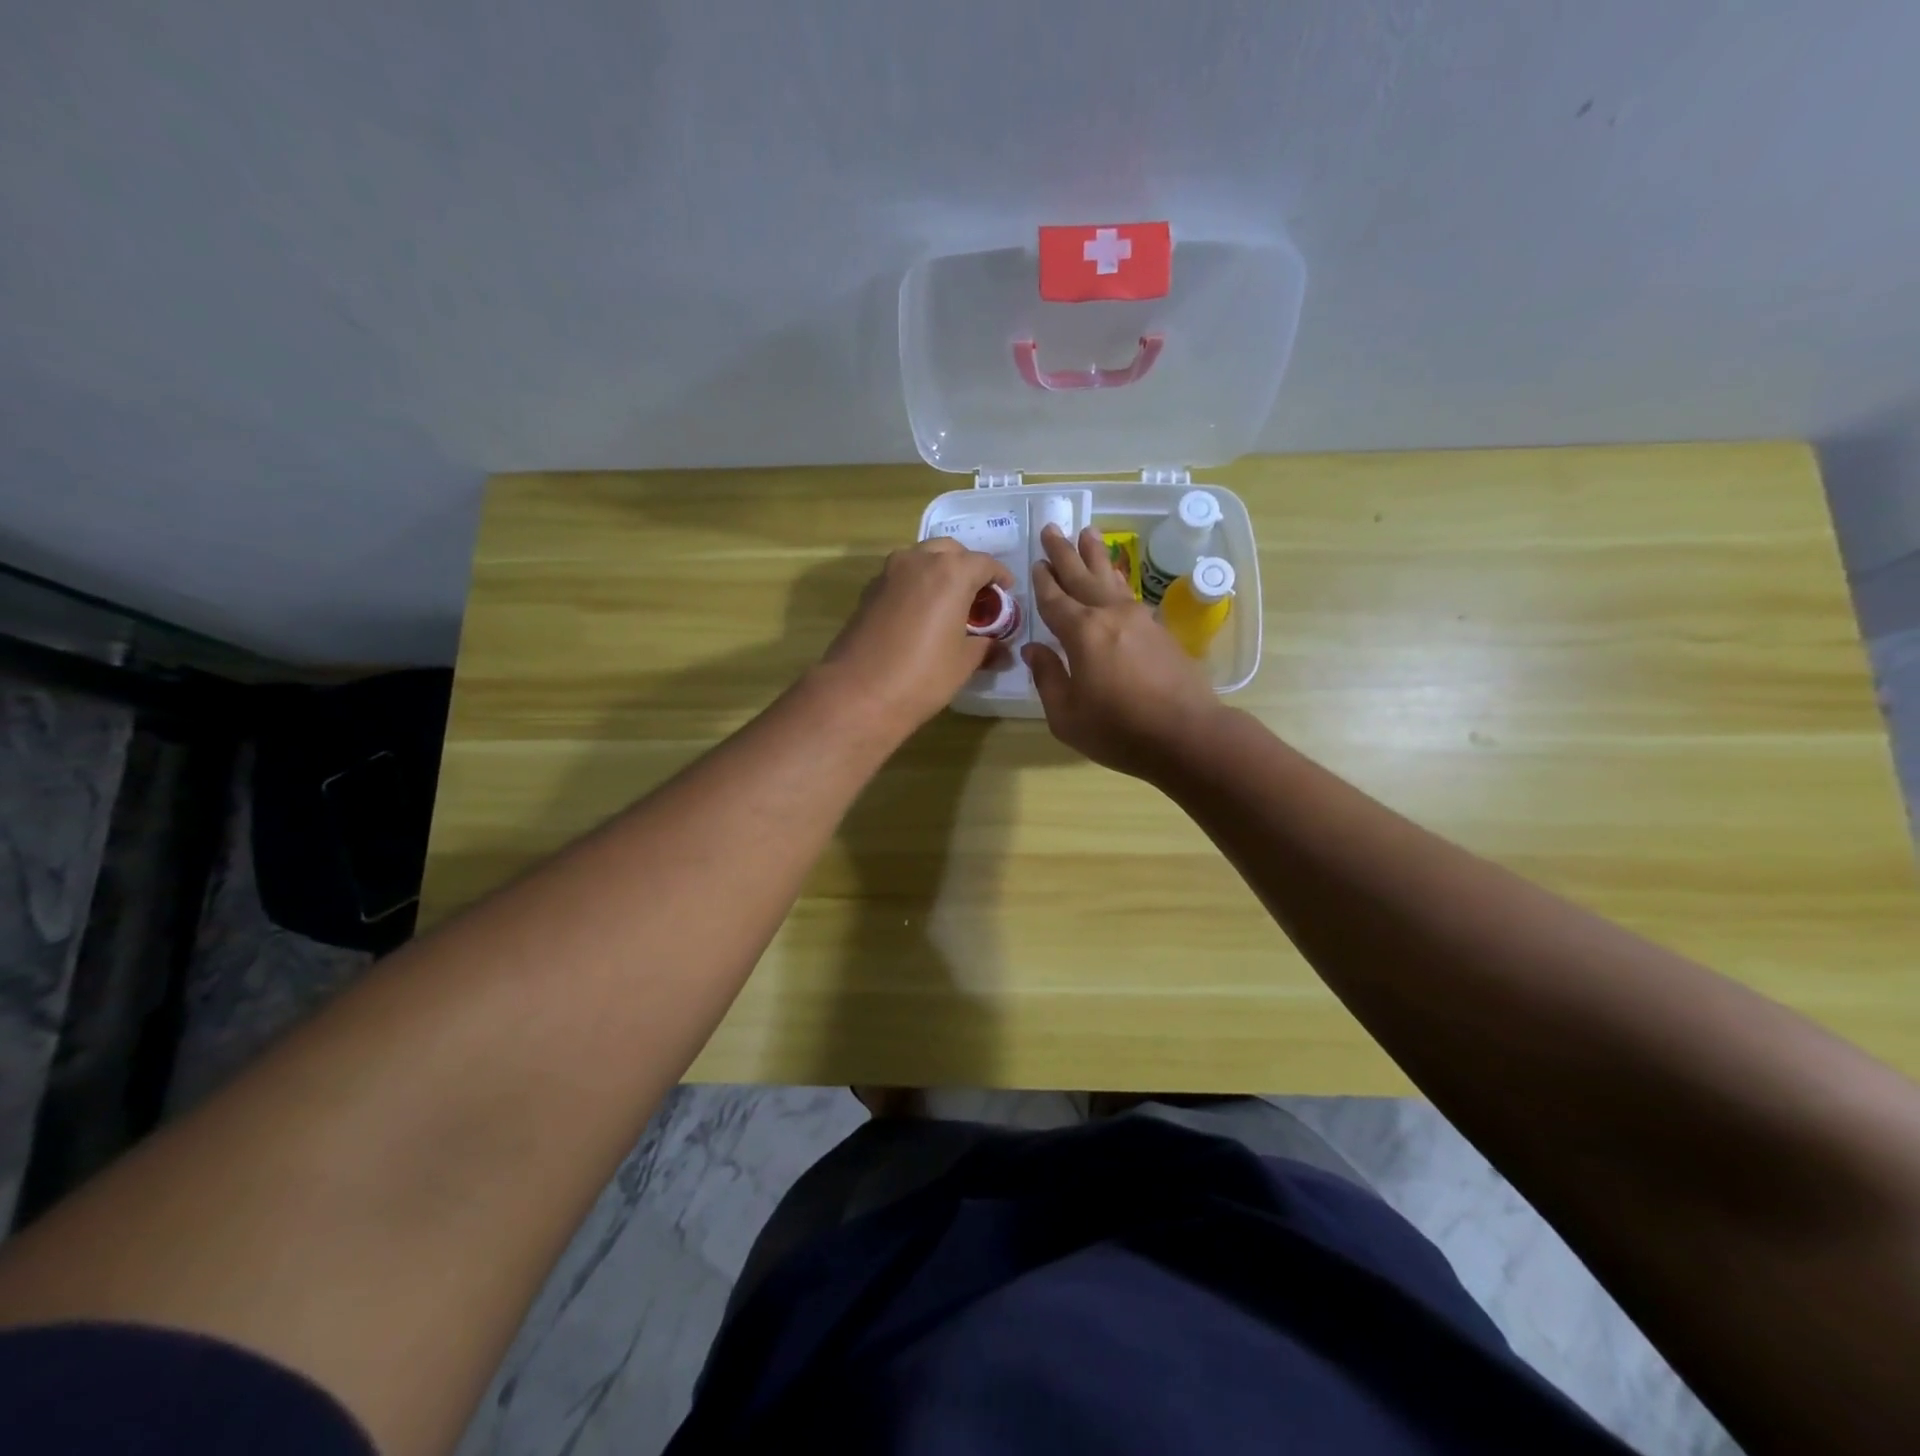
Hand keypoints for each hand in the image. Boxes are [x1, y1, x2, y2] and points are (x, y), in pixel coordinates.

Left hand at [817, 538, 1012, 734]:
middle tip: (977, 598)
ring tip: (949, 605)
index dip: (1000, 579)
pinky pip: (902, 577)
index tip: (1006, 596)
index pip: (985, 563)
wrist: (858, 693)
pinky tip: (921, 615)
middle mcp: (919, 560)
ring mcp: (889, 573)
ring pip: (922, 559)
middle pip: (951, 552)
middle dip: (968, 569)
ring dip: (939, 573)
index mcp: (951, 572)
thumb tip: (999, 646)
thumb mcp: (965, 662)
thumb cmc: (923, 676)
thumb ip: (986, 645)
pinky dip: (916, 585)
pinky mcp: (869, 590)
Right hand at [1023, 524, 1225, 779]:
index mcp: (1082, 632)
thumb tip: (1034, 650)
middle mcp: (1110, 615)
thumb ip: (1047, 678)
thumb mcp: (1066, 715)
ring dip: (1096, 556)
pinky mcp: (1160, 630)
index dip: (1042, 581)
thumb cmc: (1118, 730)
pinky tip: (1116, 576)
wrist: (1187, 735)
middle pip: (1082, 576)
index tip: (1035, 561)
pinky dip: (1117, 579)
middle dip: (1064, 552)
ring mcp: (1139, 619)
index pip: (1054, 599)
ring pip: (1111, 578)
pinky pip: (1130, 593)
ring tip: (1087, 533)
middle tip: (1052, 528)